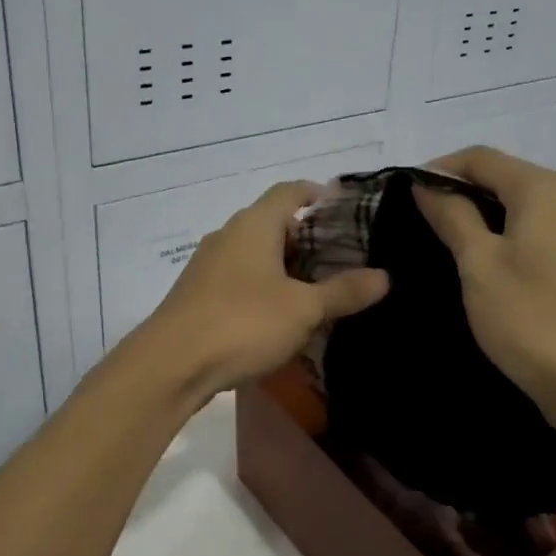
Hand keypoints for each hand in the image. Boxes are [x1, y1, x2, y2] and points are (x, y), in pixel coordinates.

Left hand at [140, 181, 389, 401]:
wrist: (171, 364)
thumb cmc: (243, 323)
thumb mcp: (303, 309)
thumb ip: (343, 291)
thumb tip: (384, 276)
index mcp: (254, 225)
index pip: (289, 191)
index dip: (316, 193)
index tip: (341, 205)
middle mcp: (228, 235)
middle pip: (272, 222)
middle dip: (305, 236)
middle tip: (339, 257)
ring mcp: (208, 264)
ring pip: (254, 252)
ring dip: (283, 264)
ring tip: (315, 287)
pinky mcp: (197, 293)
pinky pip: (239, 277)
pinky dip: (263, 284)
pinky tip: (278, 314)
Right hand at [413, 147, 555, 440]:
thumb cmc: (530, 318)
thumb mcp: (478, 263)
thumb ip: (452, 216)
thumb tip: (428, 185)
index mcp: (544, 189)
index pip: (481, 158)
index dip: (439, 169)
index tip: (406, 194)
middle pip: (506, 178)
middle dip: (462, 191)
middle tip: (422, 220)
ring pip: (525, 207)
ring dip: (485, 215)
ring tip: (449, 243)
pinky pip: (543, 232)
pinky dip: (511, 236)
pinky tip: (490, 265)